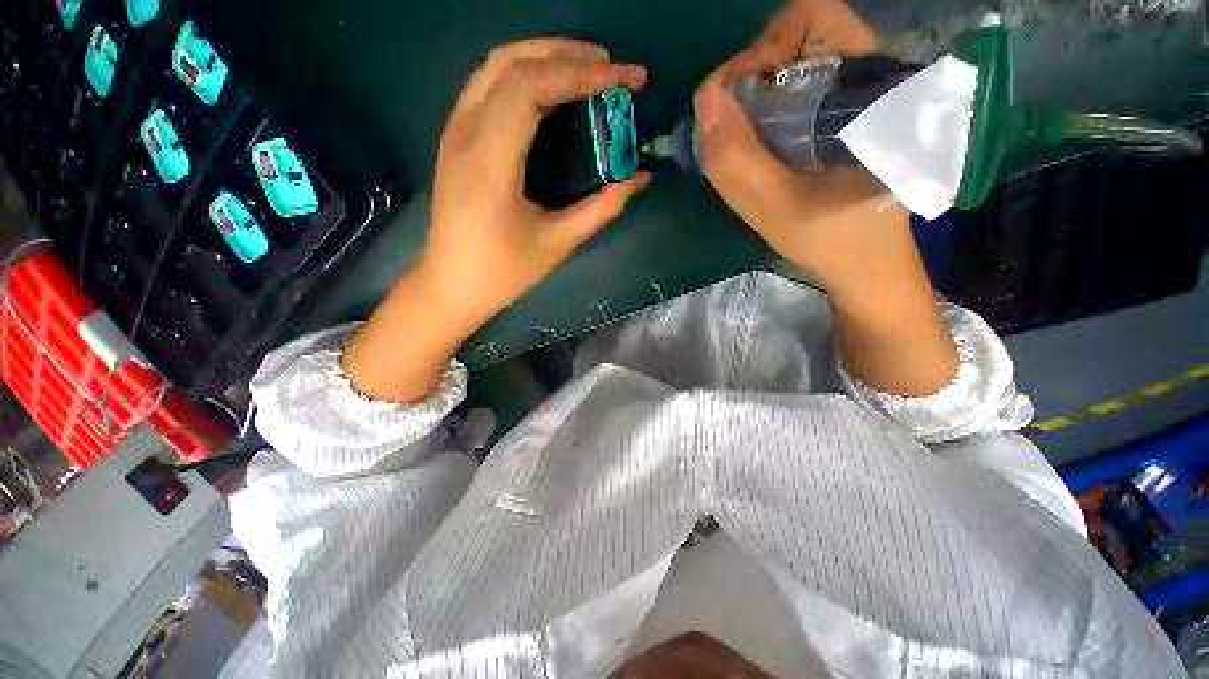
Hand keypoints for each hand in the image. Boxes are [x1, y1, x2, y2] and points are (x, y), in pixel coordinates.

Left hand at [424, 39, 650, 328]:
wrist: (451, 285)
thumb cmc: (503, 272)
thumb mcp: (558, 243)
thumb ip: (601, 208)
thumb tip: (640, 178)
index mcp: (490, 163)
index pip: (532, 88)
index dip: (581, 74)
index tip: (624, 79)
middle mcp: (465, 134)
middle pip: (513, 64)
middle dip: (568, 55)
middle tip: (612, 68)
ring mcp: (455, 132)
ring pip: (496, 66)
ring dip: (544, 56)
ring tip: (587, 68)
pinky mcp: (455, 139)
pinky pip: (487, 86)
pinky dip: (524, 73)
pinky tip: (551, 88)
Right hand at [694, 0, 892, 299]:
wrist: (868, 264)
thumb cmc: (831, 242)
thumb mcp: (776, 211)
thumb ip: (737, 161)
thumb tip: (704, 98)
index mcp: (871, 89)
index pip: (813, 17)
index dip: (763, 49)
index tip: (737, 104)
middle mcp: (871, 76)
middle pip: (800, 33)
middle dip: (754, 74)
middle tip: (736, 127)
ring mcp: (860, 93)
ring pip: (797, 60)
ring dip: (758, 94)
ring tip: (745, 140)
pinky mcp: (849, 113)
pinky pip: (800, 86)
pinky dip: (768, 107)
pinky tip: (760, 144)